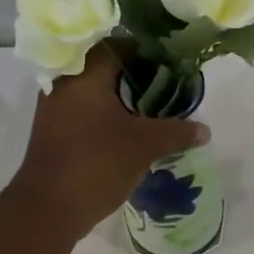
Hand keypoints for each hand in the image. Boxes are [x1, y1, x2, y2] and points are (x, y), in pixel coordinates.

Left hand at [8, 48, 209, 237]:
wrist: (48, 209)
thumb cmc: (97, 163)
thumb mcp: (145, 146)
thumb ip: (177, 132)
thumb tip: (204, 129)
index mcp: (84, 74)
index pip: (117, 44)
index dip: (146, 51)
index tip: (170, 64)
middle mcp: (64, 83)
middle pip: (104, 67)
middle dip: (135, 76)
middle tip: (165, 87)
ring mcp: (54, 108)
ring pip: (93, 91)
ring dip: (120, 97)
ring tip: (151, 110)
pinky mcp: (53, 131)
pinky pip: (84, 111)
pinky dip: (106, 115)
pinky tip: (128, 130)